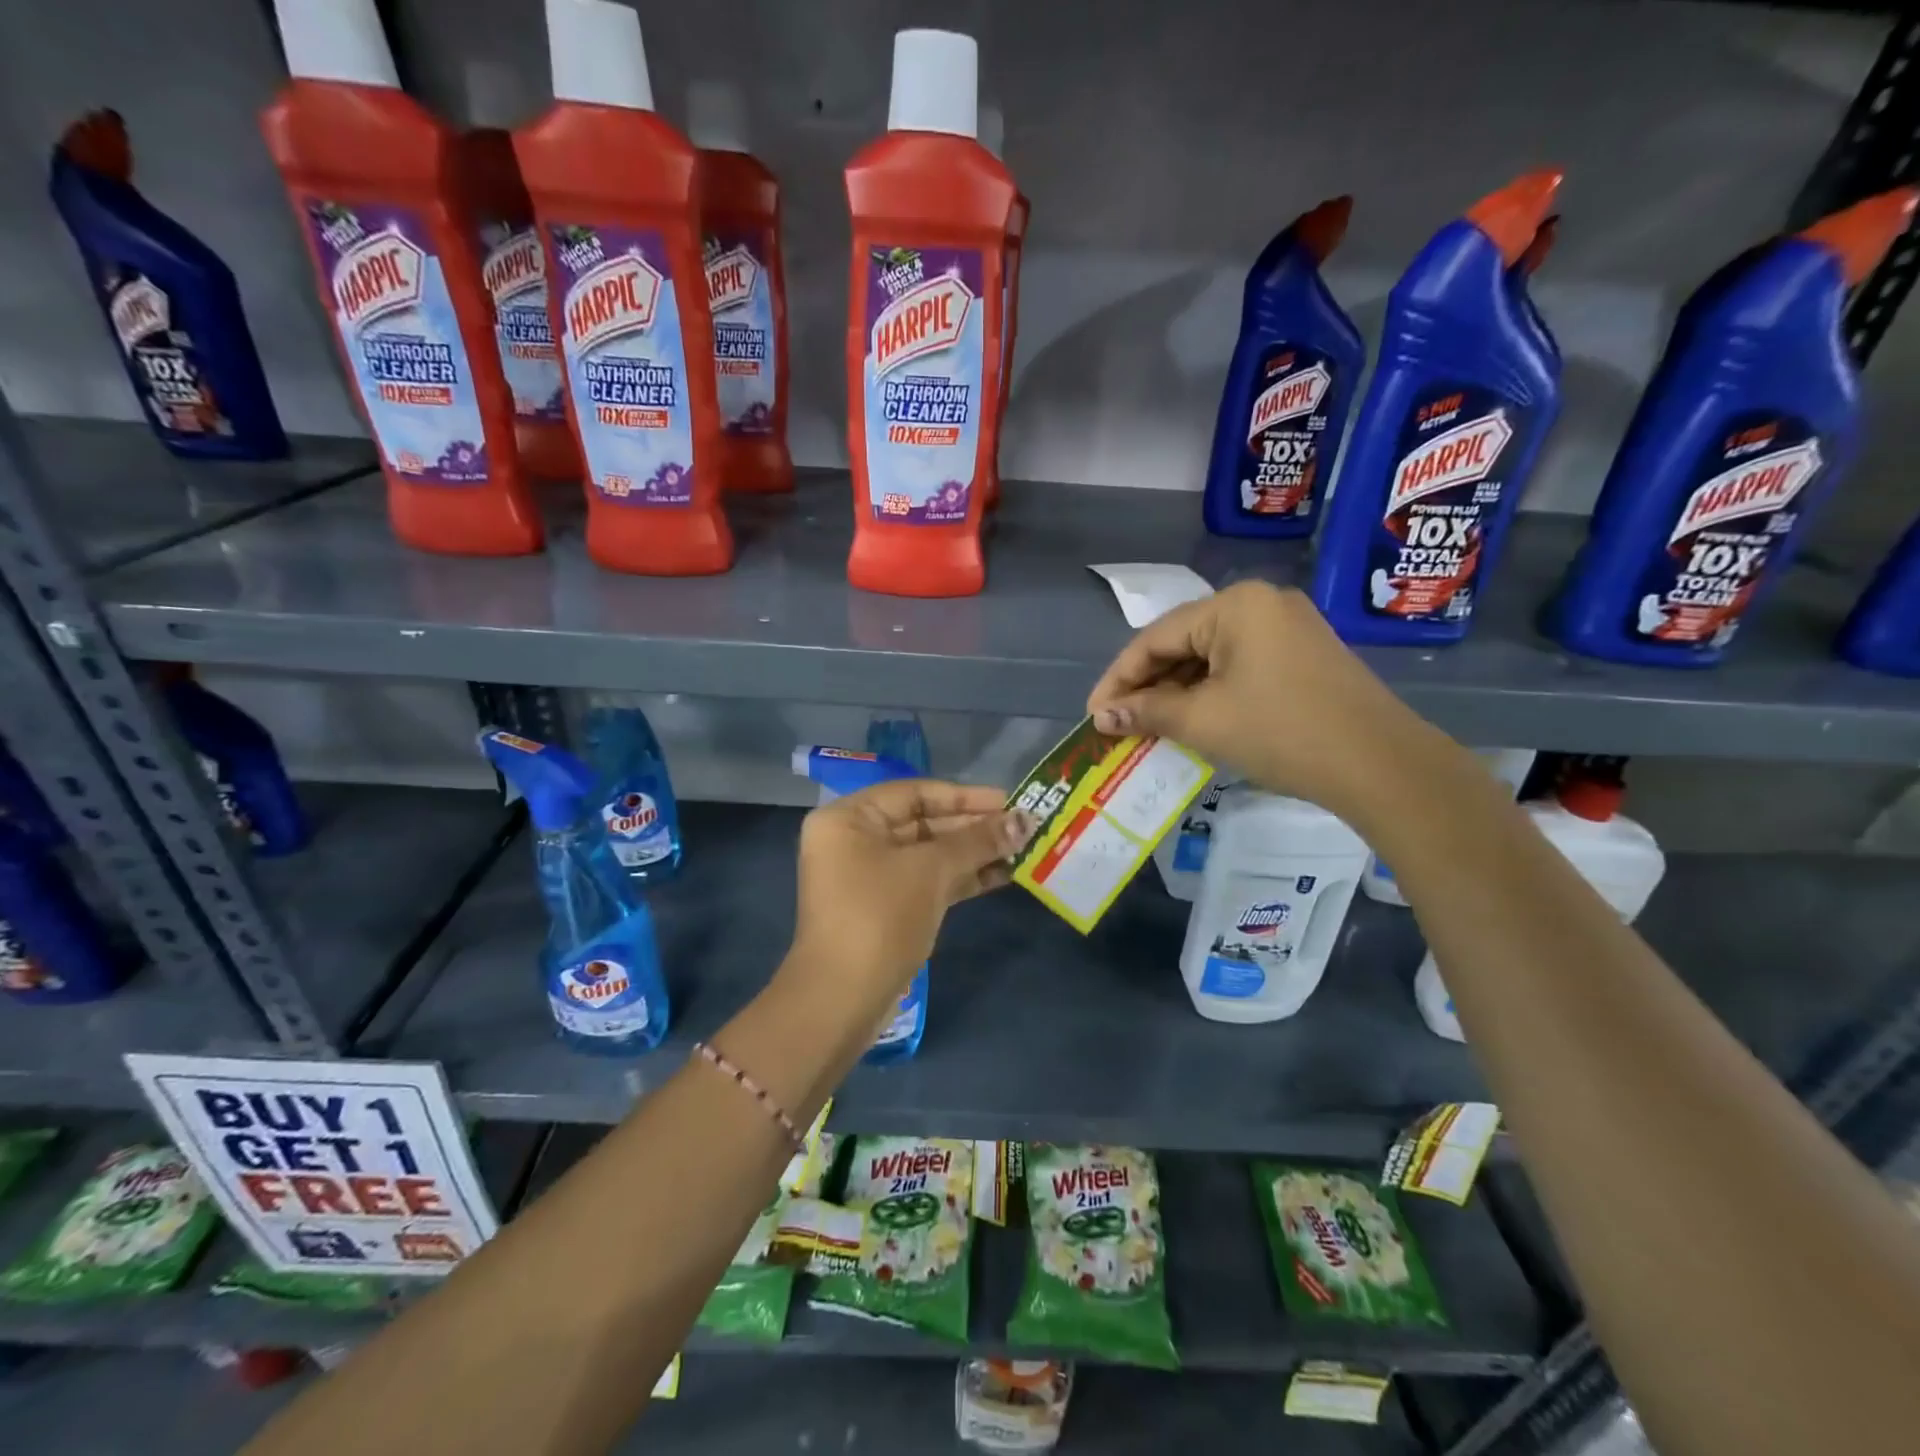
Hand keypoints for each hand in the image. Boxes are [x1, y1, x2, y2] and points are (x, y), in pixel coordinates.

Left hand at [786, 779, 1035, 1020]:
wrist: (842, 1000)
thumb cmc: (879, 917)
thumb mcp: (931, 871)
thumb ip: (978, 841)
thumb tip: (1025, 820)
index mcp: (850, 818)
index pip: (915, 793)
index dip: (965, 796)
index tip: (1009, 801)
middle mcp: (855, 840)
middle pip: (923, 822)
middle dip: (974, 827)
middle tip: (1023, 827)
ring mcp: (869, 876)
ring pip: (929, 854)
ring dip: (974, 853)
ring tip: (1022, 850)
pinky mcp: (885, 907)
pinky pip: (927, 880)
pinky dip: (961, 877)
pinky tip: (1002, 875)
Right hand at [1085, 581, 1440, 820]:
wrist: (1380, 765)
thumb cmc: (1281, 732)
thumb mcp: (1203, 721)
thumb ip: (1146, 712)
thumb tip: (1101, 717)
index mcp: (1235, 605)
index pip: (1155, 638)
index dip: (1118, 678)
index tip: (1093, 714)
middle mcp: (1261, 604)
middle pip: (1183, 642)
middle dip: (1146, 685)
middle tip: (1116, 723)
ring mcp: (1287, 627)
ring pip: (1210, 656)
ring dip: (1176, 692)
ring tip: (1146, 726)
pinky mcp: (1302, 655)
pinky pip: (1238, 666)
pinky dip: (1209, 692)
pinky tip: (1190, 719)